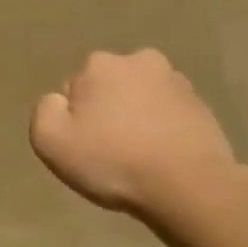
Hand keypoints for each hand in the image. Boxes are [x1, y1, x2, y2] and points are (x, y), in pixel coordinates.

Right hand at [30, 50, 240, 221]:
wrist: (189, 185)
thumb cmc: (114, 161)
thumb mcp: (51, 140)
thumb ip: (45, 110)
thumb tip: (60, 100)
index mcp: (100, 64)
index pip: (73, 90)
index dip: (74, 121)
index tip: (85, 148)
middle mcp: (139, 60)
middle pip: (108, 89)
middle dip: (107, 113)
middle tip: (110, 153)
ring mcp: (176, 82)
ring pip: (140, 100)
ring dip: (136, 120)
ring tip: (139, 159)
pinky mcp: (202, 106)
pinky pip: (168, 116)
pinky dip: (163, 131)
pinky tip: (163, 159)